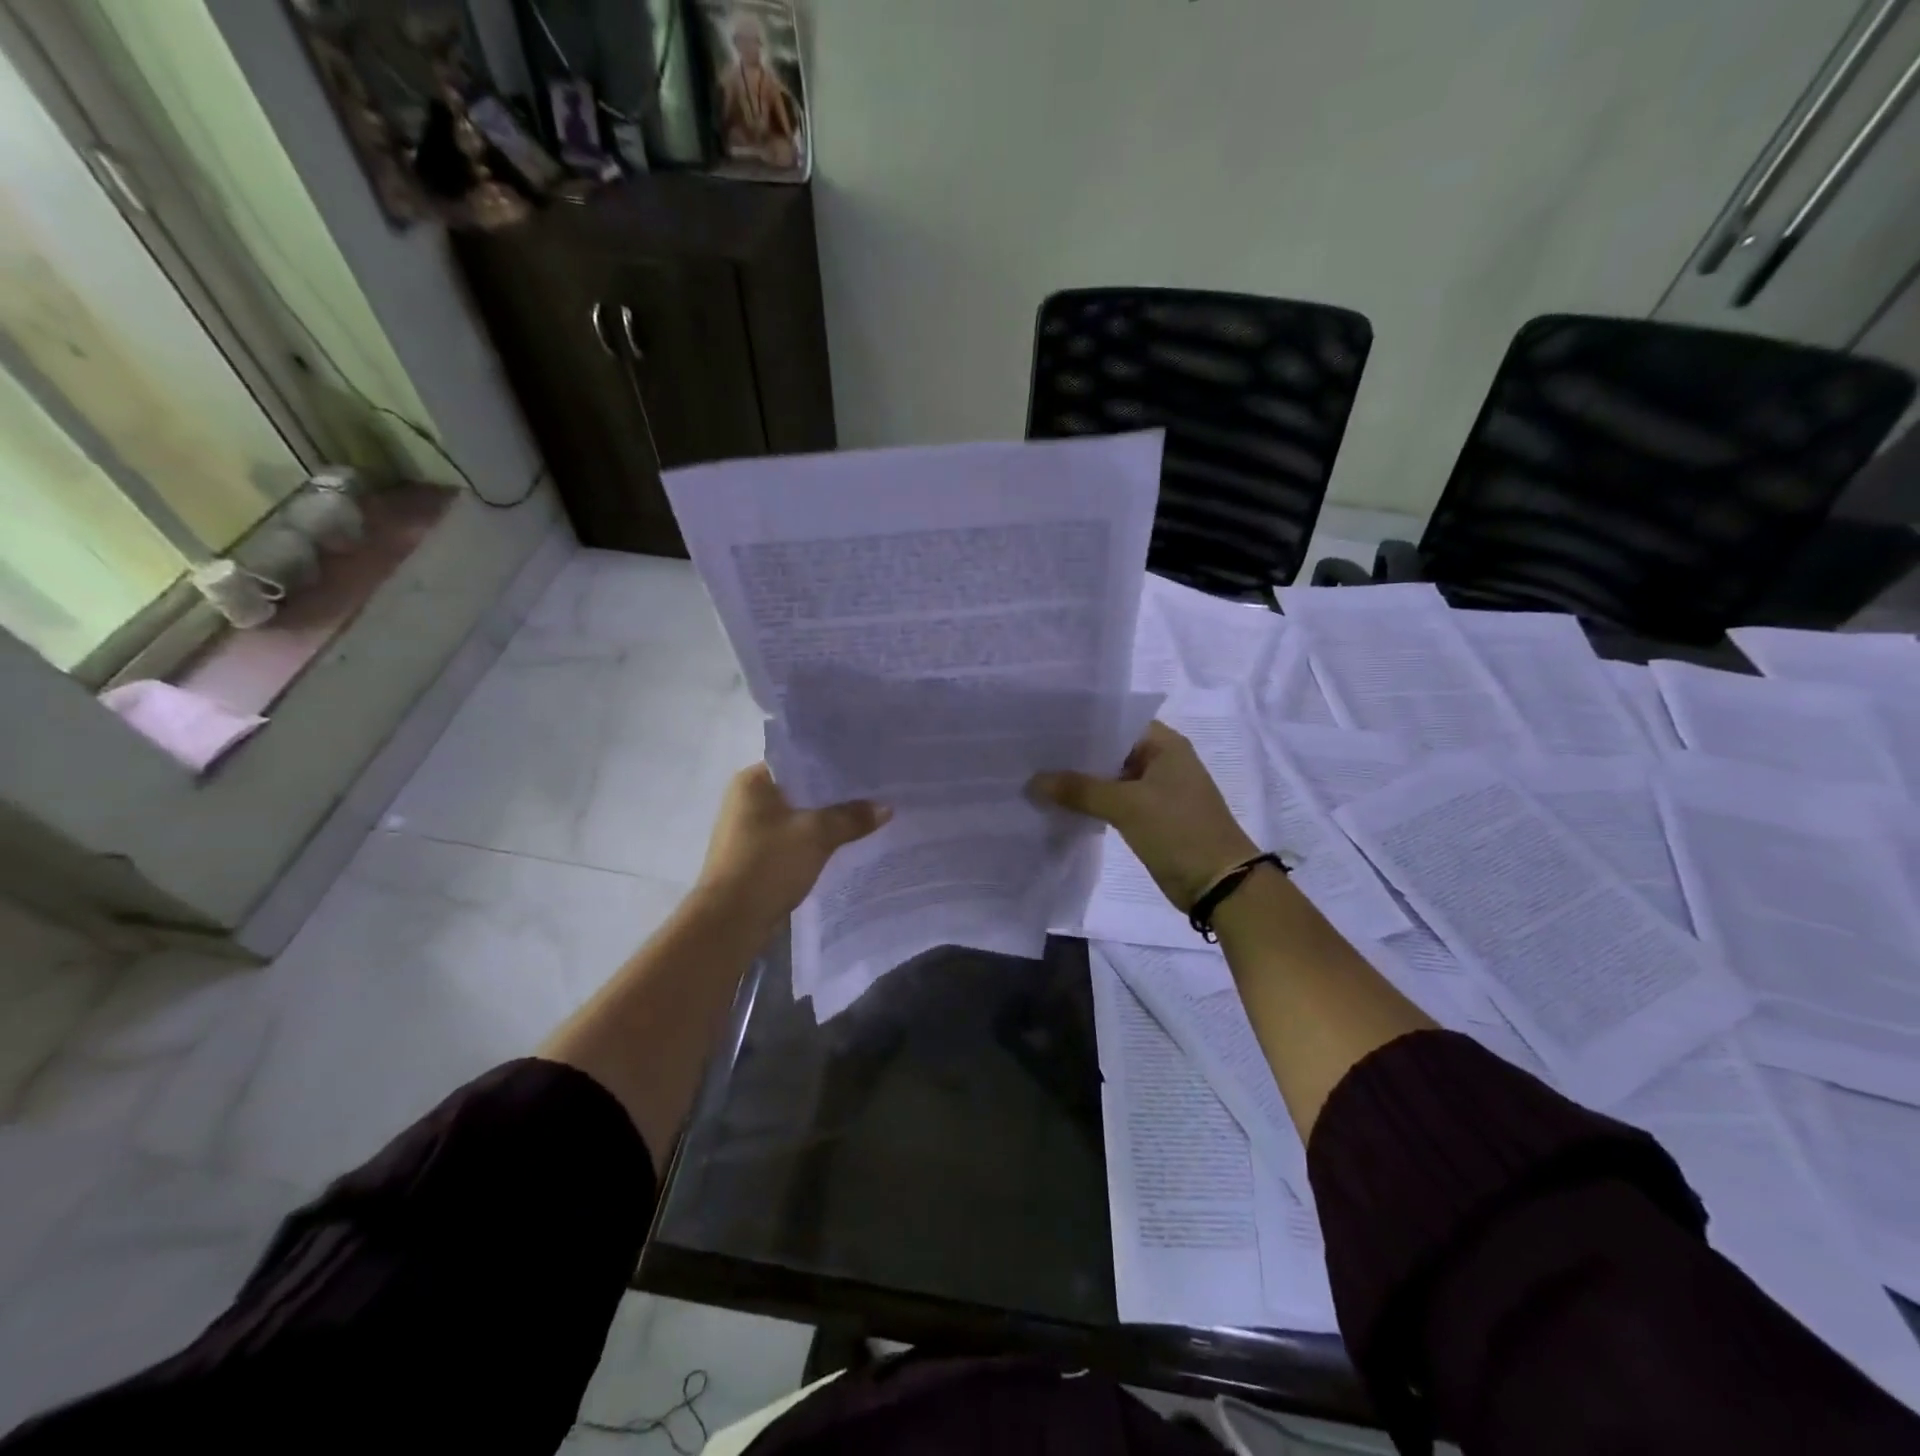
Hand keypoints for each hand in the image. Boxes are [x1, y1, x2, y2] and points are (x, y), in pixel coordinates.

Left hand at [695, 763, 889, 923]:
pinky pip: (794, 837)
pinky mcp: (758, 854)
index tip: (867, 767)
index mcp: (753, 781)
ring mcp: (751, 829)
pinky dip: (816, 839)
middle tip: (875, 791)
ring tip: (867, 815)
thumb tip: (885, 807)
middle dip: (836, 793)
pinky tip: (844, 842)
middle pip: (802, 788)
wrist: (730, 922)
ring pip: (800, 814)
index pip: (801, 760)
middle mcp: (748, 799)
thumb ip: (852, 817)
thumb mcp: (817, 835)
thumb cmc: (768, 865)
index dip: (834, 763)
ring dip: (827, 818)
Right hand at [1028, 721, 1257, 911]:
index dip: (1080, 724)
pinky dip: (1092, 803)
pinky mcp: (1150, 817)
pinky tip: (1060, 805)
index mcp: (1165, 744)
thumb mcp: (1127, 805)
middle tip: (1032, 754)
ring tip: (1037, 777)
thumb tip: (1034, 781)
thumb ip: (1079, 790)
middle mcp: (1161, 761)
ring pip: (1110, 778)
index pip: (1115, 721)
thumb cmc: (1179, 831)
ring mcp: (1156, 790)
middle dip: (1075, 755)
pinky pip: (1114, 801)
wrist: (1219, 885)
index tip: (1043, 727)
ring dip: (1081, 781)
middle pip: (1110, 750)